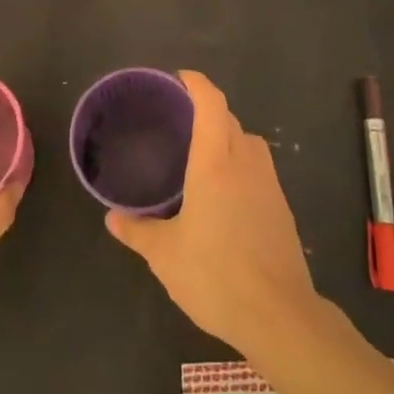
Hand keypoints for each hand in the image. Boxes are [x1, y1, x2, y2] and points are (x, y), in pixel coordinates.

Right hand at [105, 70, 318, 356]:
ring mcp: (269, 185)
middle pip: (230, 120)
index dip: (197, 84)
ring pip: (249, 142)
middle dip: (208, 111)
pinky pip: (259, 168)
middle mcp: (245, 163)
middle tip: (180, 121)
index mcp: (215, 163)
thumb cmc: (216, 275)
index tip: (180, 78)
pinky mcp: (282, 208)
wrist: (279, 315)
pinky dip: (242, 164)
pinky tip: (225, 194)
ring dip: (228, 136)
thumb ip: (137, 231)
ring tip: (202, 155)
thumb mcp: (165, 255)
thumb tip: (112, 217)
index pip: (211, 104)